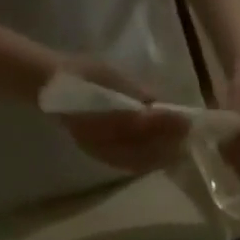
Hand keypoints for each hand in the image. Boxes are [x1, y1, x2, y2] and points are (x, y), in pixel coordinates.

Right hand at [51, 57, 190, 173]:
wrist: (50, 87)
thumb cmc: (83, 73)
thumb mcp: (111, 73)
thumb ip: (137, 92)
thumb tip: (164, 105)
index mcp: (99, 108)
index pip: (139, 122)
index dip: (165, 123)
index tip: (185, 120)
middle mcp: (99, 134)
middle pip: (142, 146)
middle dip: (168, 142)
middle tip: (188, 136)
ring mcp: (100, 150)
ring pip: (139, 160)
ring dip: (162, 156)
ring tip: (181, 148)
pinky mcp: (102, 159)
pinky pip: (130, 166)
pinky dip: (149, 163)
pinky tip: (163, 158)